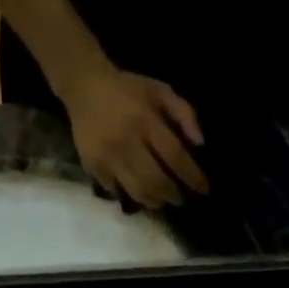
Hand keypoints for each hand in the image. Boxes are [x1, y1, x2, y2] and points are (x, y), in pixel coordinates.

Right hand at [61, 65, 208, 208]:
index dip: (192, 176)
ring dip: (154, 201)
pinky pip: (117, 191)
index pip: (175, 156)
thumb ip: (183, 113)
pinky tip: (140, 194)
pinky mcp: (94, 168)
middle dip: (173, 194)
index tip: (204, 190)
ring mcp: (108, 158)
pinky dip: (131, 196)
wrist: (84, 86)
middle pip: (156, 181)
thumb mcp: (160, 90)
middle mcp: (127, 142)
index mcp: (146, 120)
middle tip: (180, 198)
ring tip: (162, 200)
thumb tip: (200, 145)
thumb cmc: (128, 90)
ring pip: (137, 191)